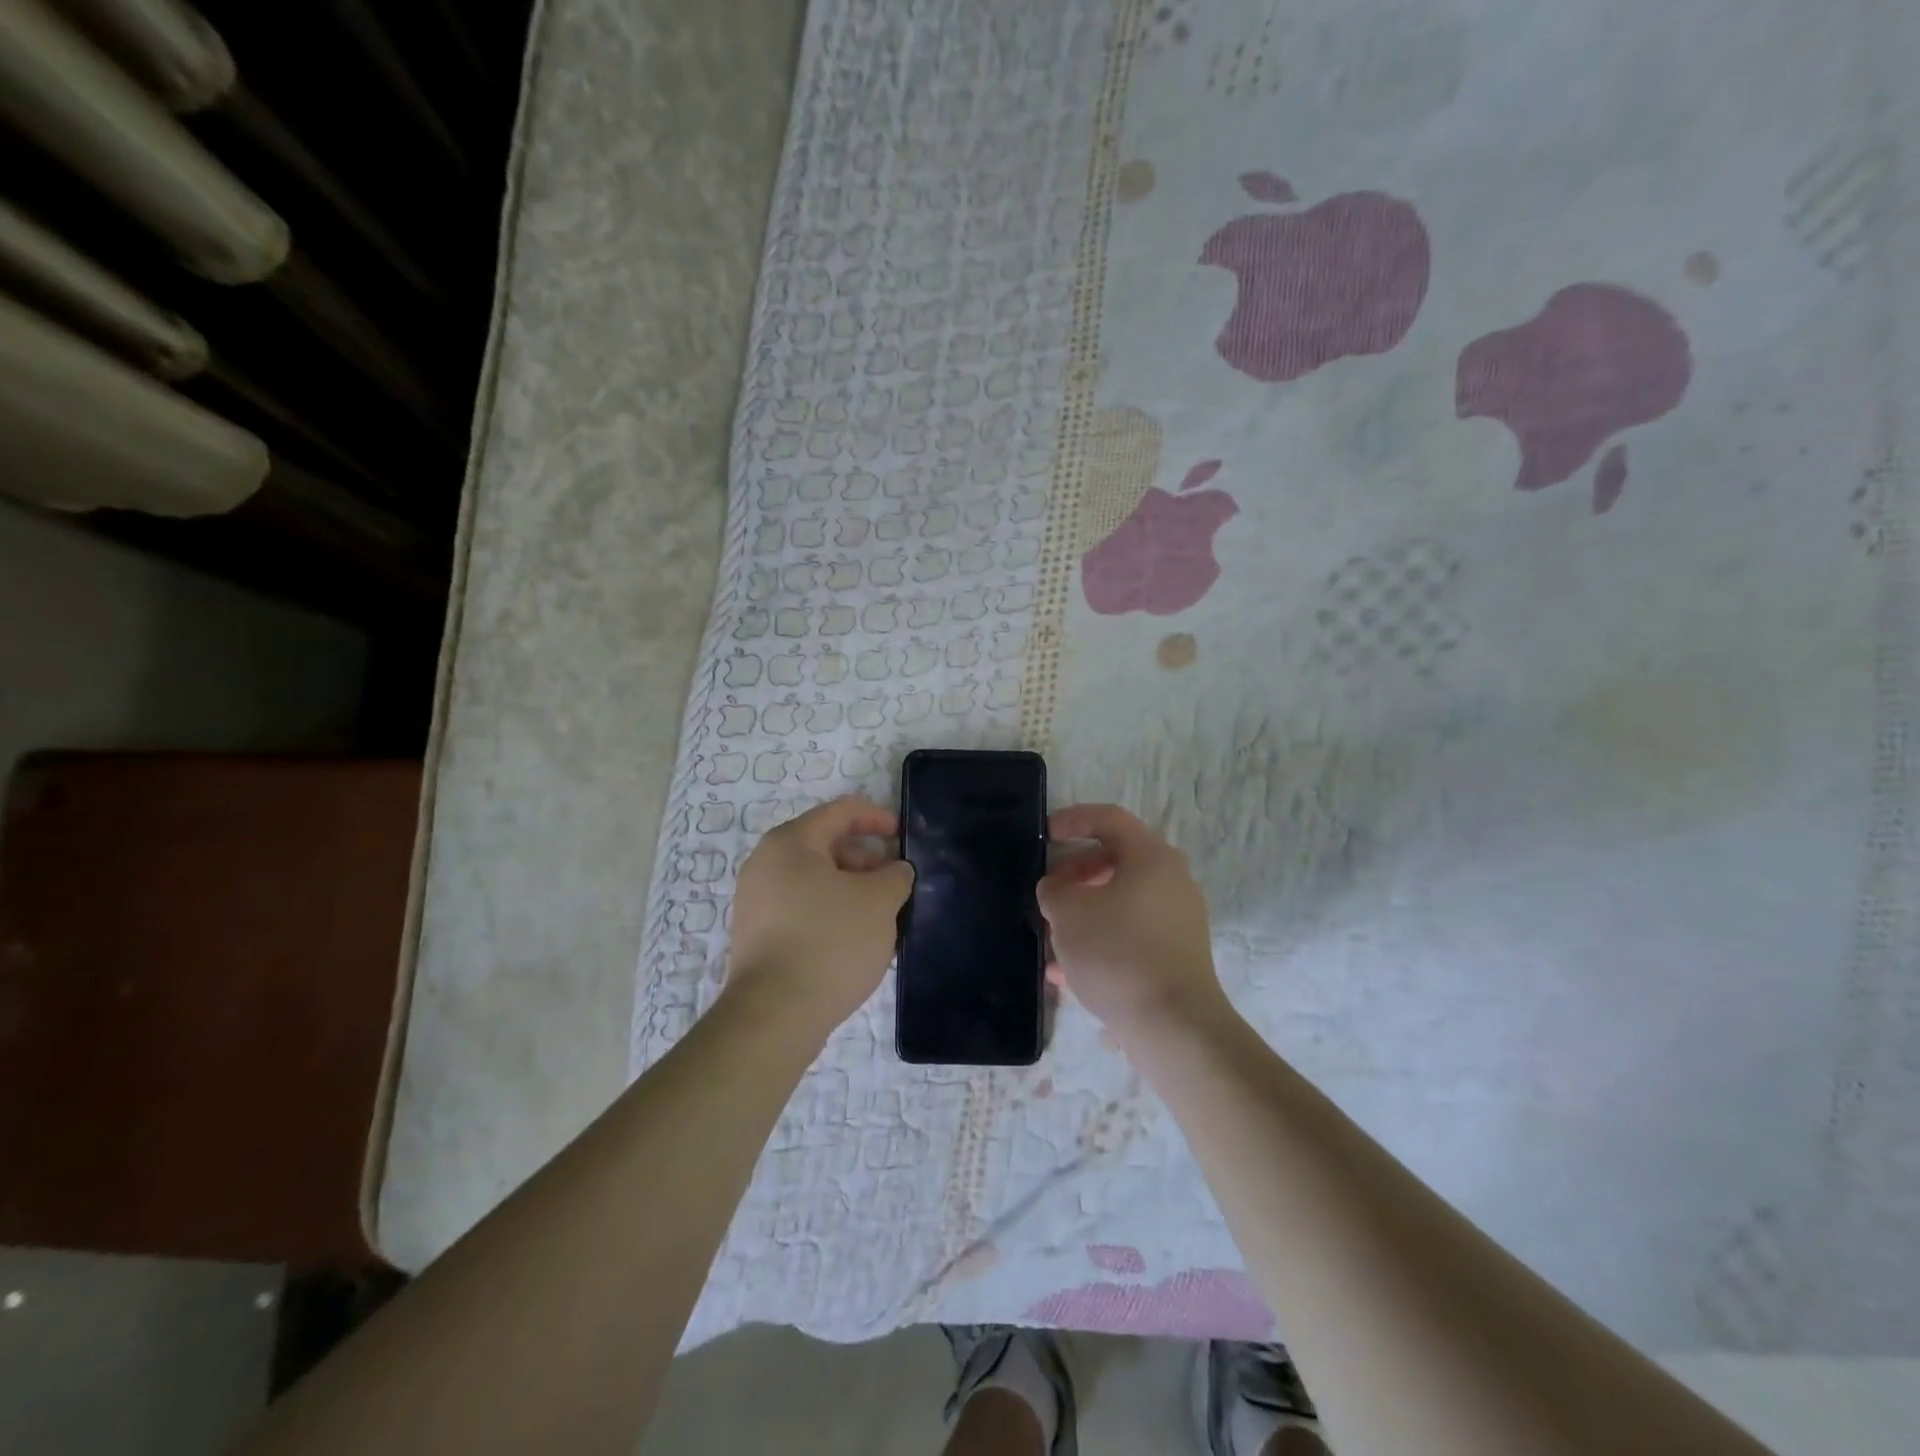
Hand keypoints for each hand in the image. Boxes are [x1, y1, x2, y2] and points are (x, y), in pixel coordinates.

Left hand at [725, 796, 914, 1041]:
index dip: (878, 818)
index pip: (841, 812)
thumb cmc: (830, 942)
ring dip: (853, 890)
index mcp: (790, 843)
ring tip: (883, 917)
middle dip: (867, 860)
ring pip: (816, 881)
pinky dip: (833, 913)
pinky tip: (856, 940)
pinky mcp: (759, 936)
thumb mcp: (879, 902)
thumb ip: (895, 876)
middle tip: (897, 885)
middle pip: (827, 846)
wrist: (775, 1016)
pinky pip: (804, 909)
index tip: (905, 837)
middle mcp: (766, 864)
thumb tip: (895, 872)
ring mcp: (757, 902)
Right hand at [1039, 804, 1229, 1044]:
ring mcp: (1178, 920)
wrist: (1173, 1025)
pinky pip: (1130, 935)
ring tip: (1051, 937)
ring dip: (1084, 912)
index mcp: (1152, 857)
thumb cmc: (1117, 953)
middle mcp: (1172, 881)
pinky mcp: (1176, 955)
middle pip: (1117, 861)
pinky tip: (1065, 972)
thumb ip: (1054, 890)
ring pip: (1121, 902)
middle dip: (1075, 874)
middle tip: (1049, 892)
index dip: (1073, 819)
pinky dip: (1100, 942)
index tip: (1044, 835)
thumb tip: (1058, 889)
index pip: (1110, 819)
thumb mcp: (1068, 913)